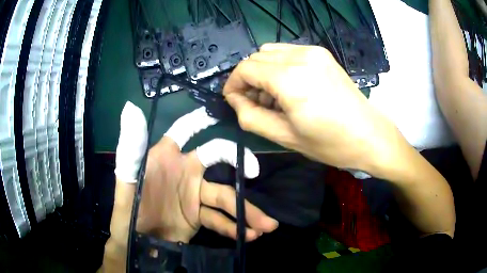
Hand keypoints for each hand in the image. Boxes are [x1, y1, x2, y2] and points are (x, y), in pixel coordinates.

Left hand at [103, 104, 277, 271]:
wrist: (136, 241)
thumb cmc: (128, 207)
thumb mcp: (127, 179)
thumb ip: (131, 148)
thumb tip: (130, 109)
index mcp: (166, 157)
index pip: (185, 130)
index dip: (201, 119)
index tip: (221, 113)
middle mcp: (185, 171)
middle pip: (217, 161)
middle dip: (239, 163)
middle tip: (255, 171)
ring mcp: (194, 195)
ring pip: (225, 197)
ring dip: (245, 211)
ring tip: (265, 225)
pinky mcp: (199, 217)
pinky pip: (220, 220)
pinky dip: (235, 228)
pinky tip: (250, 235)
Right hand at [224, 43, 400, 171]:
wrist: (369, 135)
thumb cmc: (330, 143)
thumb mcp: (285, 137)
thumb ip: (251, 116)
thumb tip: (235, 99)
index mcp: (291, 79)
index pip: (246, 68)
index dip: (233, 83)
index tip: (233, 100)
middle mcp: (301, 57)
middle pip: (256, 57)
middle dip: (247, 78)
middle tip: (254, 102)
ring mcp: (313, 52)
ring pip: (271, 51)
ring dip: (262, 70)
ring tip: (272, 95)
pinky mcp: (322, 54)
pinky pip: (288, 52)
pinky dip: (279, 66)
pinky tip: (288, 86)